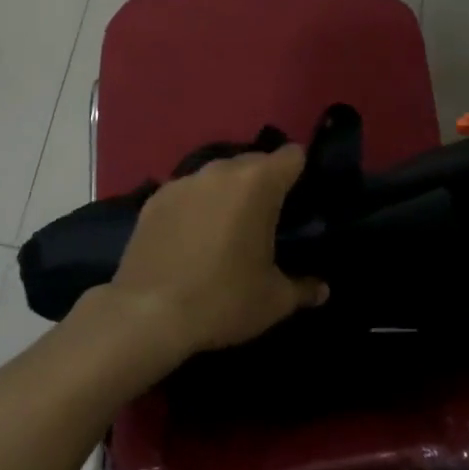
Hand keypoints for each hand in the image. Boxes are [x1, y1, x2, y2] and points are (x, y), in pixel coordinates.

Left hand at [99, 146, 327, 360]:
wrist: (147, 314)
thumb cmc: (222, 300)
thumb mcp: (273, 301)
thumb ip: (303, 288)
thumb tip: (321, 288)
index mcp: (257, 183)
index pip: (291, 155)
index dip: (301, 171)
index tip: (302, 197)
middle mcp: (220, 171)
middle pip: (253, 162)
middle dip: (263, 183)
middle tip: (266, 220)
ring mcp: (183, 181)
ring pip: (217, 176)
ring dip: (227, 193)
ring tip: (226, 229)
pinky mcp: (154, 198)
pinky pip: (186, 193)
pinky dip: (194, 206)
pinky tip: (190, 238)